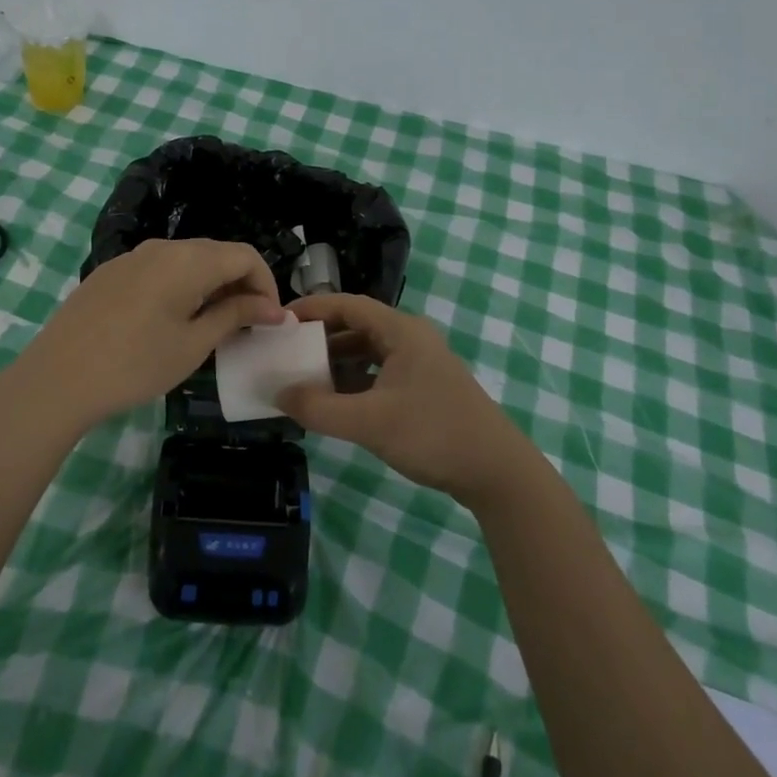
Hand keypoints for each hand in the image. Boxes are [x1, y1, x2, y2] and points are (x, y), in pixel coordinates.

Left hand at [7, 239, 283, 432]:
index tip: (270, 319)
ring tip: (213, 325)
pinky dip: (181, 286)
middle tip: (248, 325)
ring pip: (187, 261)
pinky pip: (159, 269)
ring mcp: (132, 257)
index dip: (266, 284)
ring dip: (211, 285)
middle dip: (240, 284)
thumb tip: (272, 307)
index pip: (245, 255)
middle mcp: (162, 247)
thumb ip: (235, 316)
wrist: (57, 377)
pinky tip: (172, 320)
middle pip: (216, 253)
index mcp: (188, 260)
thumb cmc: (135, 364)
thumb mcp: (193, 344)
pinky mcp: (111, 272)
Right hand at [278, 293, 530, 505]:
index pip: (348, 304)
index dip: (313, 308)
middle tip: (287, 351)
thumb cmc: (433, 434)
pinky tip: (337, 401)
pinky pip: (380, 372)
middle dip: (321, 337)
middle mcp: (411, 338)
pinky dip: (355, 381)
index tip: (281, 320)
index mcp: (401, 331)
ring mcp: (420, 363)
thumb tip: (279, 394)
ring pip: (368, 351)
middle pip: (357, 326)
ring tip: (304, 378)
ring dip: (337, 362)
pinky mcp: (425, 387)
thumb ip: (320, 409)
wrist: (497, 472)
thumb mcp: (370, 422)